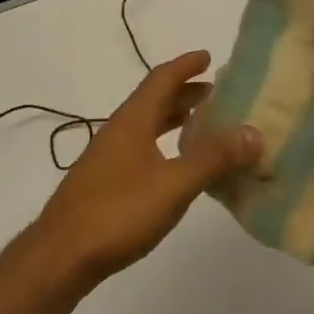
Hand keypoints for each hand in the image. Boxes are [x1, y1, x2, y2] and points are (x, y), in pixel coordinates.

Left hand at [34, 51, 261, 285]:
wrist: (61, 256)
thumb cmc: (118, 213)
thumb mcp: (174, 185)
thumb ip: (213, 159)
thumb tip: (253, 133)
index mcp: (132, 120)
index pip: (161, 79)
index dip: (185, 65)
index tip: (209, 57)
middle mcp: (118, 130)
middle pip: (153, 99)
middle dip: (184, 92)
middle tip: (216, 93)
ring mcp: (108, 157)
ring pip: (145, 125)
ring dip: (173, 118)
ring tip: (203, 125)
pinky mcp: (104, 181)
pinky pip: (140, 147)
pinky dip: (163, 143)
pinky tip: (175, 165)